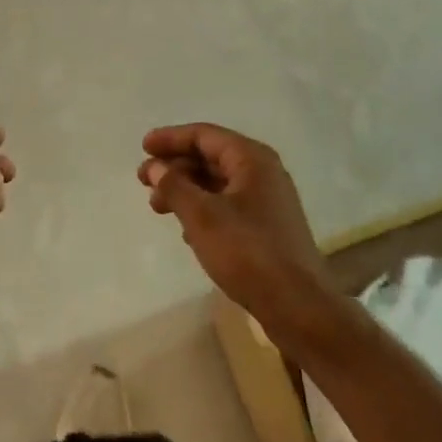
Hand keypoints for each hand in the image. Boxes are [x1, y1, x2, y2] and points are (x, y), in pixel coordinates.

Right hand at [140, 124, 336, 335]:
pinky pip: (228, 205)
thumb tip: (155, 166)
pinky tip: (186, 230)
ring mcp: (268, 200)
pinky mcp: (268, 227)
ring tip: (157, 207)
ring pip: (218, 183)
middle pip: (211, 157)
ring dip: (186, 190)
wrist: (298, 306)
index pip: (204, 135)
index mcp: (251, 159)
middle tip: (144, 181)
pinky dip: (203, 209)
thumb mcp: (202, 216)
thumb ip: (174, 186)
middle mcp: (263, 172)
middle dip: (175, 167)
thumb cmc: (247, 252)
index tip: (143, 146)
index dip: (171, 138)